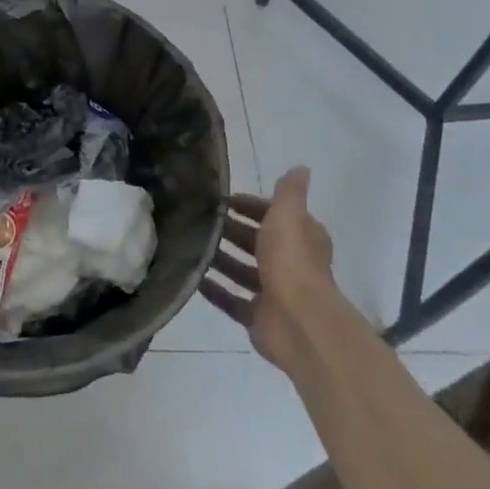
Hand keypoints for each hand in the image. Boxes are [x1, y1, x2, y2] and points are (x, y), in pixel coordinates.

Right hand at [201, 167, 347, 377]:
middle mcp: (290, 263)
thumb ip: (290, 192)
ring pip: (242, 270)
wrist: (298, 321)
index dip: (249, 206)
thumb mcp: (289, 215)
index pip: (273, 215)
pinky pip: (231, 300)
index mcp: (300, 238)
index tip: (220, 199)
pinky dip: (214, 289)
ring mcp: (274, 293)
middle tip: (197, 219)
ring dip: (219, 258)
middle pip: (255, 242)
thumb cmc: (291, 261)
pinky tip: (192, 277)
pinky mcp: (258, 317)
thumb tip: (301, 167)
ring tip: (188, 244)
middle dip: (230, 230)